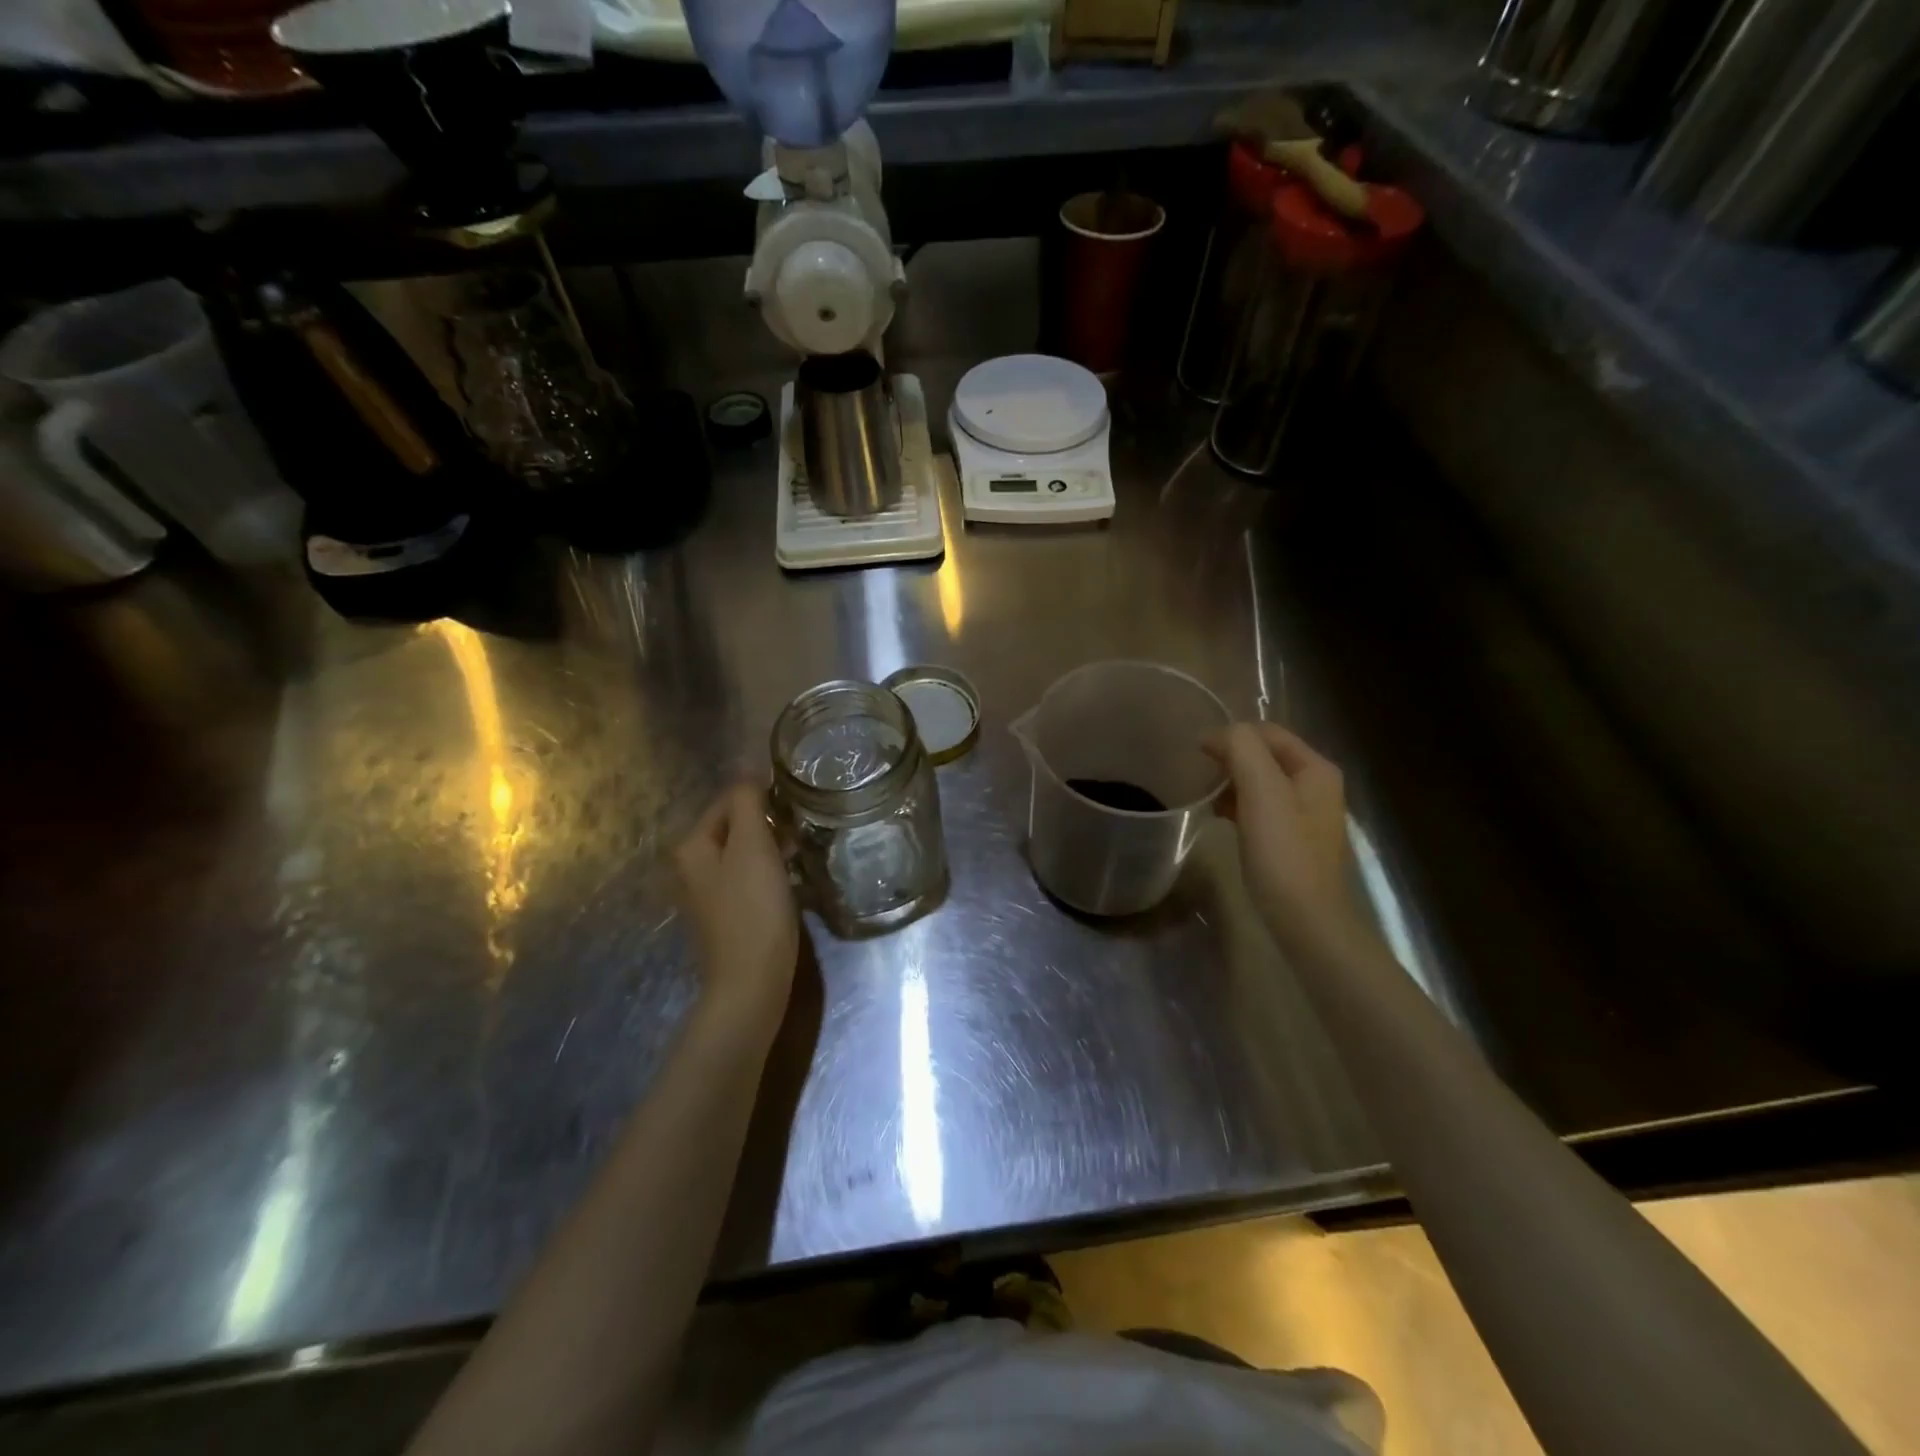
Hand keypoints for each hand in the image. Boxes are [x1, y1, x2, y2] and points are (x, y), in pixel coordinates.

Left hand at [673, 783, 800, 1037]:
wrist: (751, 983)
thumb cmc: (754, 909)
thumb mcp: (752, 846)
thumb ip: (748, 803)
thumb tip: (751, 774)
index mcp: (691, 844)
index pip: (730, 798)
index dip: (765, 796)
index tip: (799, 805)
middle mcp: (689, 866)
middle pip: (735, 826)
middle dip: (769, 823)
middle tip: (803, 830)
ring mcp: (705, 893)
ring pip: (743, 852)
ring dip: (772, 847)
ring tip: (802, 853)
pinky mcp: (724, 915)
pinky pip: (747, 878)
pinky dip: (768, 872)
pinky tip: (790, 882)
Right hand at [1205, 723, 1370, 960]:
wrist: (1305, 918)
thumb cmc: (1283, 851)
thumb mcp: (1261, 790)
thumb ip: (1240, 749)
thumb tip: (1214, 736)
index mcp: (1316, 768)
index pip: (1267, 732)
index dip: (1231, 735)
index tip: (1196, 753)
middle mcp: (1317, 786)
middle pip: (1265, 756)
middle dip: (1230, 760)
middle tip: (1199, 775)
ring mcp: (1306, 815)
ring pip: (1260, 783)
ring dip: (1231, 783)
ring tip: (1205, 796)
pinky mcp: (1292, 840)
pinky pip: (1260, 808)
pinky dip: (1238, 806)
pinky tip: (1220, 819)